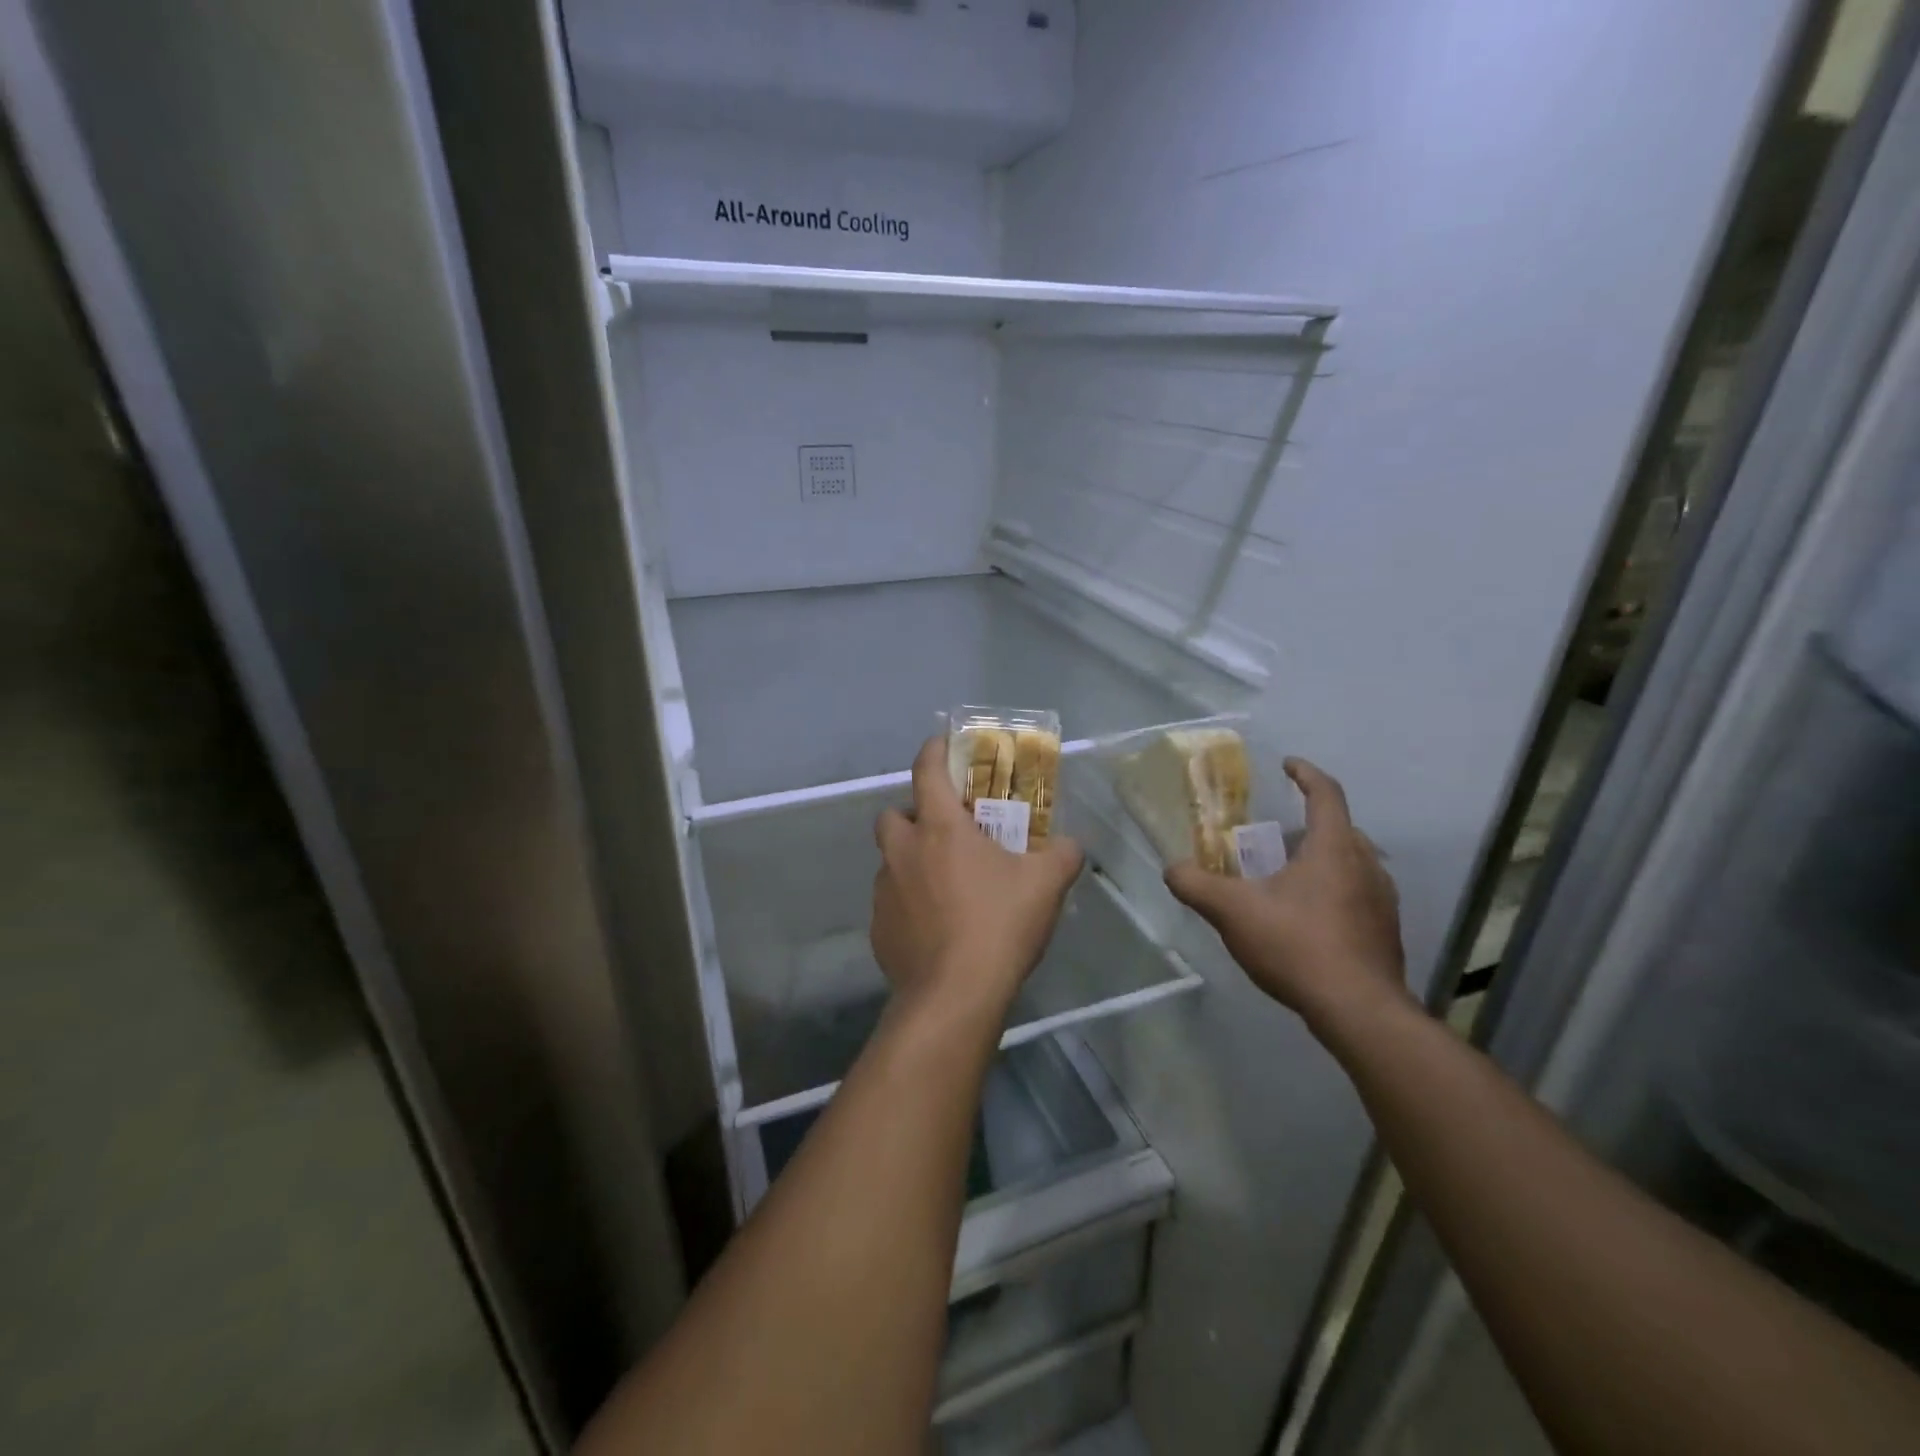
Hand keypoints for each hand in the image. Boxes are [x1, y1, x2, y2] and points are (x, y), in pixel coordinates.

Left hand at [872, 738, 1084, 1026]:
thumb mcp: (1046, 884)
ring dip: (911, 861)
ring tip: (946, 884)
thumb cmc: (999, 925)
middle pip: (893, 814)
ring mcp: (884, 891)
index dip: (934, 750)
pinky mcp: (878, 928)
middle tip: (947, 832)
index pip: (927, 770)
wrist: (954, 996)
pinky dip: (909, 902)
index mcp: (939, 829)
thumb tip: (1069, 845)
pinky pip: (891, 901)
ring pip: (891, 860)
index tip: (943, 744)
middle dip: (913, 815)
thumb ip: (1062, 855)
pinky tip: (936, 926)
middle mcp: (903, 852)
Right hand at [1166, 757, 1408, 1031]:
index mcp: (1334, 847)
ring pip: (1351, 863)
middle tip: (1271, 838)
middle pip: (1339, 829)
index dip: (1305, 773)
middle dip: (1306, 825)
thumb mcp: (1232, 912)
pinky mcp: (1386, 932)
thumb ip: (1196, 885)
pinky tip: (1306, 920)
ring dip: (1320, 860)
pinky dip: (1332, 892)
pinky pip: (1358, 895)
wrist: (1359, 1012)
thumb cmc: (1298, 946)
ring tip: (1284, 878)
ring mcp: (1383, 901)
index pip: (1326, 793)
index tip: (1286, 765)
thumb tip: (1173, 869)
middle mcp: (1366, 865)